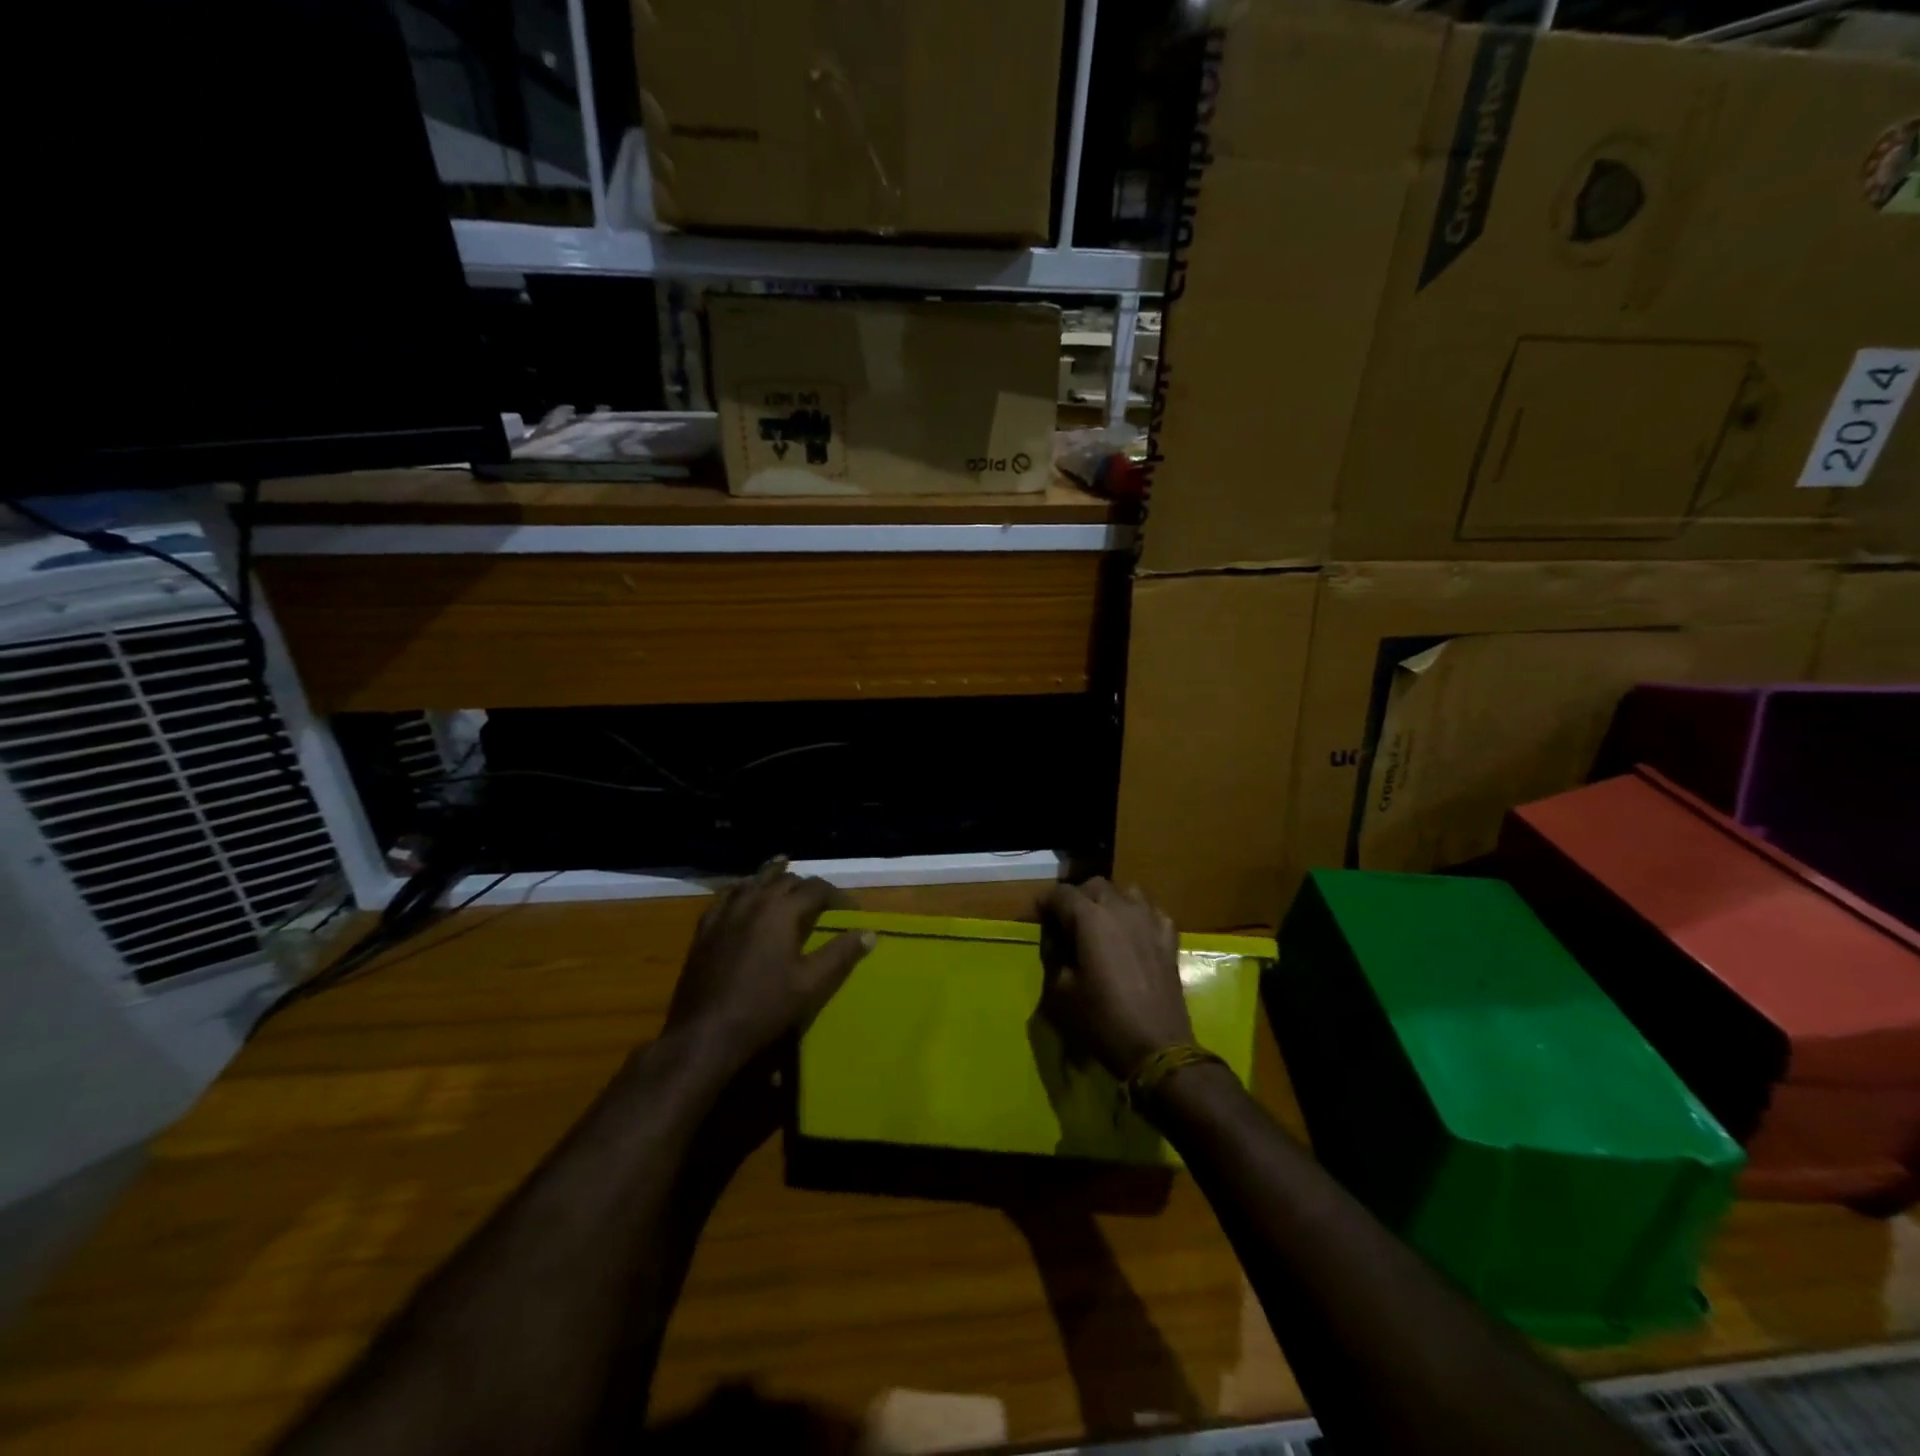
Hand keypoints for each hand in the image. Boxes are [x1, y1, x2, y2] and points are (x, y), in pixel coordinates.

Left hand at [665, 858, 873, 1074]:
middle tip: (822, 901)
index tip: (851, 911)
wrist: (706, 1032)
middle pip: (784, 880)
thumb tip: (869, 933)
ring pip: (753, 881)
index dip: (837, 896)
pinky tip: (743, 894)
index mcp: (781, 911)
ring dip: (773, 876)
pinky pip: (726, 896)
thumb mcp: (811, 983)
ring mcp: (725, 913)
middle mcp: (753, 901)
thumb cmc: (764, 1007)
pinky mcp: (705, 928)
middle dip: (806, 886)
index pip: (816, 888)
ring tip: (784, 871)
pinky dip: (742, 889)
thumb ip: (841, 954)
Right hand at [1039, 878, 1191, 1079]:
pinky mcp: (1169, 939)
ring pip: (1128, 892)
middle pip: (1095, 885)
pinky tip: (1134, 935)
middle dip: (1078, 898)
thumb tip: (1057, 943)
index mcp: (1090, 918)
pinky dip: (1139, 916)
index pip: (1061, 894)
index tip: (1038, 919)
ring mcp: (1149, 921)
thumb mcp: (1061, 991)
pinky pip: (1152, 912)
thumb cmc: (1102, 1019)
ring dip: (1111, 901)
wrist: (1157, 1046)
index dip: (1045, 903)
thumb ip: (1055, 958)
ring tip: (1102, 924)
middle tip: (1067, 923)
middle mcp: (1120, 909)